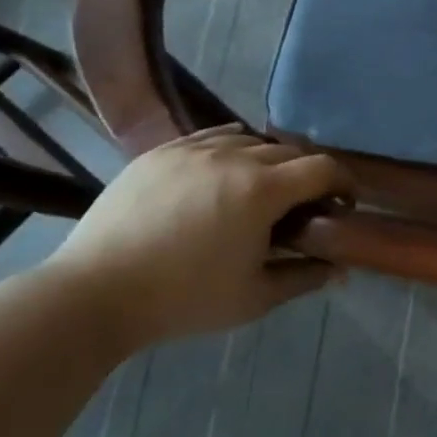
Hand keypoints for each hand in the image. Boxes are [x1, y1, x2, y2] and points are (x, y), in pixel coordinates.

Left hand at [46, 126, 352, 351]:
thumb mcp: (255, 298)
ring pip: (250, 139)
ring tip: (259, 189)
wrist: (93, 294)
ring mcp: (193, 150)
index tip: (343, 204)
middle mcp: (234, 157)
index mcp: (263, 190)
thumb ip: (304, 277)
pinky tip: (222, 173)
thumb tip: (339, 268)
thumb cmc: (183, 300)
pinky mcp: (160, 152)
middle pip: (290, 152)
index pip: (323, 168)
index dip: (343, 183)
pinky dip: (230, 149)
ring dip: (268, 160)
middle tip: (302, 206)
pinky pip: (210, 136)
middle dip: (307, 175)